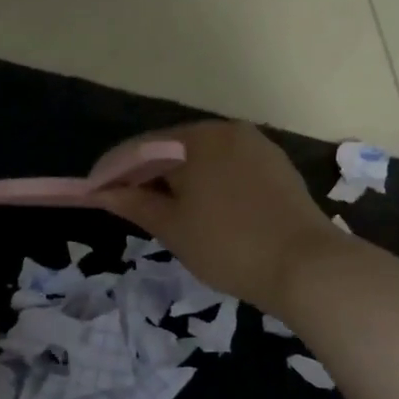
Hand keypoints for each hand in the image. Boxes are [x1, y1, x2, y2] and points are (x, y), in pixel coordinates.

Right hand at [93, 121, 339, 310]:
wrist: (306, 267)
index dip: (113, 171)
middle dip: (145, 174)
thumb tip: (104, 193)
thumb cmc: (228, 245)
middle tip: (123, 204)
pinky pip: (227, 169)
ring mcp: (257, 147)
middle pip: (172, 149)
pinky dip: (206, 184)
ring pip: (202, 159)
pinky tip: (200, 210)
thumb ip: (135, 204)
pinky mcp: (276, 168)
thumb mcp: (172, 227)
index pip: (141, 148)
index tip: (92, 192)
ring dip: (176, 180)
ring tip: (160, 211)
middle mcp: (228, 131)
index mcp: (198, 139)